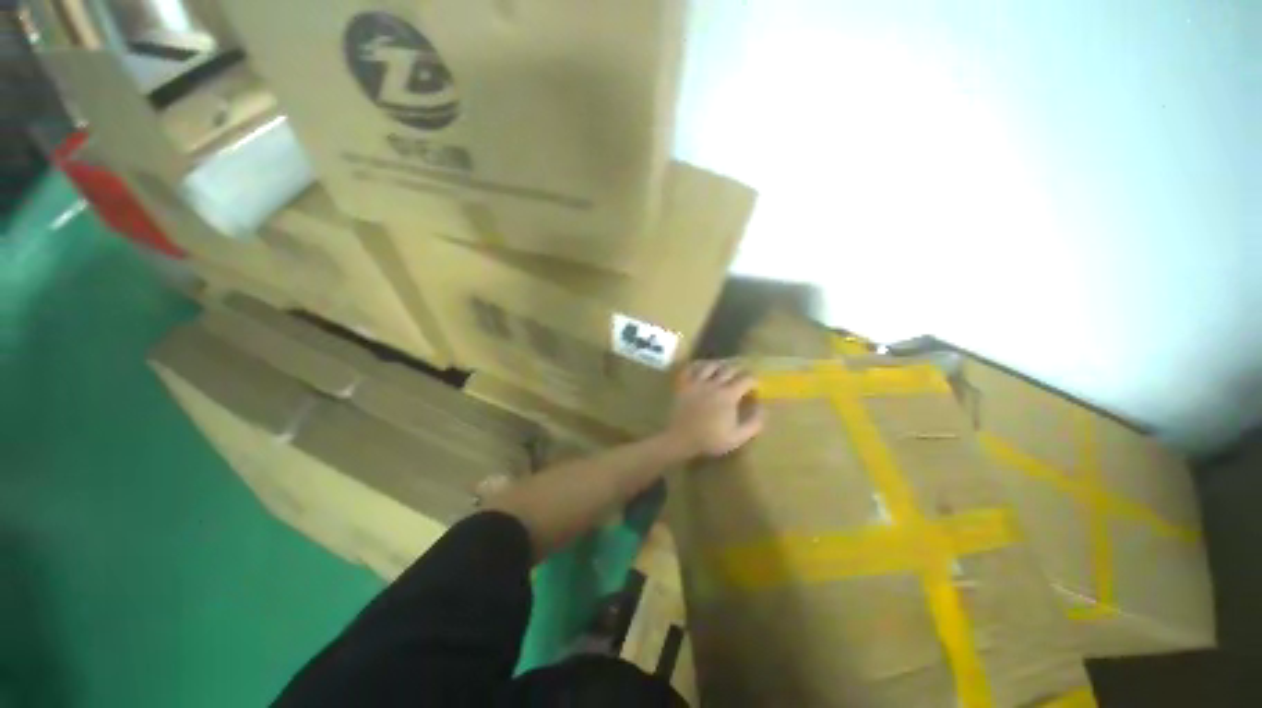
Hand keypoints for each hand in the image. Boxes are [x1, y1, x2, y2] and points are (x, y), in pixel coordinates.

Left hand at [664, 360, 764, 457]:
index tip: (754, 388)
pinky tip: (701, 368)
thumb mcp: (737, 437)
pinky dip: (698, 365)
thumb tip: (762, 409)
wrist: (681, 438)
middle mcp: (714, 383)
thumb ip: (753, 423)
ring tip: (722, 370)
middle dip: (739, 371)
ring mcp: (697, 381)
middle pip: (729, 368)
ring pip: (710, 365)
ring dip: (719, 365)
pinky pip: (690, 368)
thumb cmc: (710, 439)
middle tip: (741, 377)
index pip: (746, 379)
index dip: (753, 381)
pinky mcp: (683, 383)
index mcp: (728, 395)